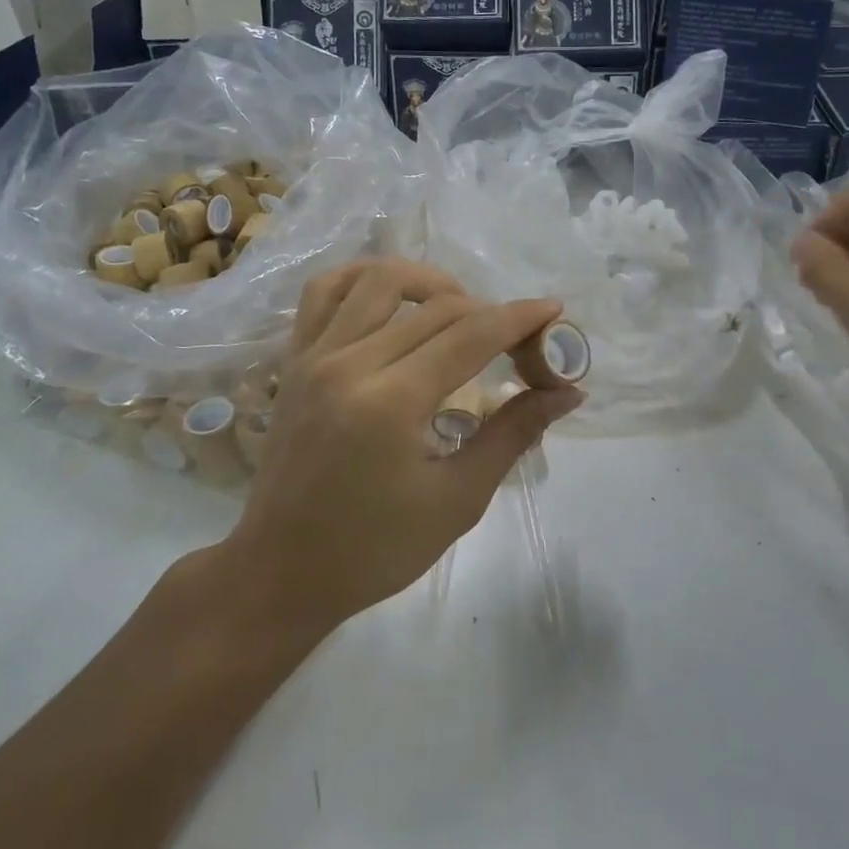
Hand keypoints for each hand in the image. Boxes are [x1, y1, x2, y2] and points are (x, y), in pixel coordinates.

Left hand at [223, 259, 583, 631]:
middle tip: (518, 340)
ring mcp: (314, 355)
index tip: (553, 310)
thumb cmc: (375, 550)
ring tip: (459, 307)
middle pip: (435, 307)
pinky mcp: (293, 359)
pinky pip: (323, 291)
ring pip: (378, 279)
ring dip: (429, 281)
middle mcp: (349, 364)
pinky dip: (362, 276)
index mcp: (391, 403)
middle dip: (489, 312)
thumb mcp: (457, 500)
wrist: (281, 572)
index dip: (519, 318)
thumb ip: (512, 434)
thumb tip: (566, 394)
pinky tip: (393, 296)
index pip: (470, 336)